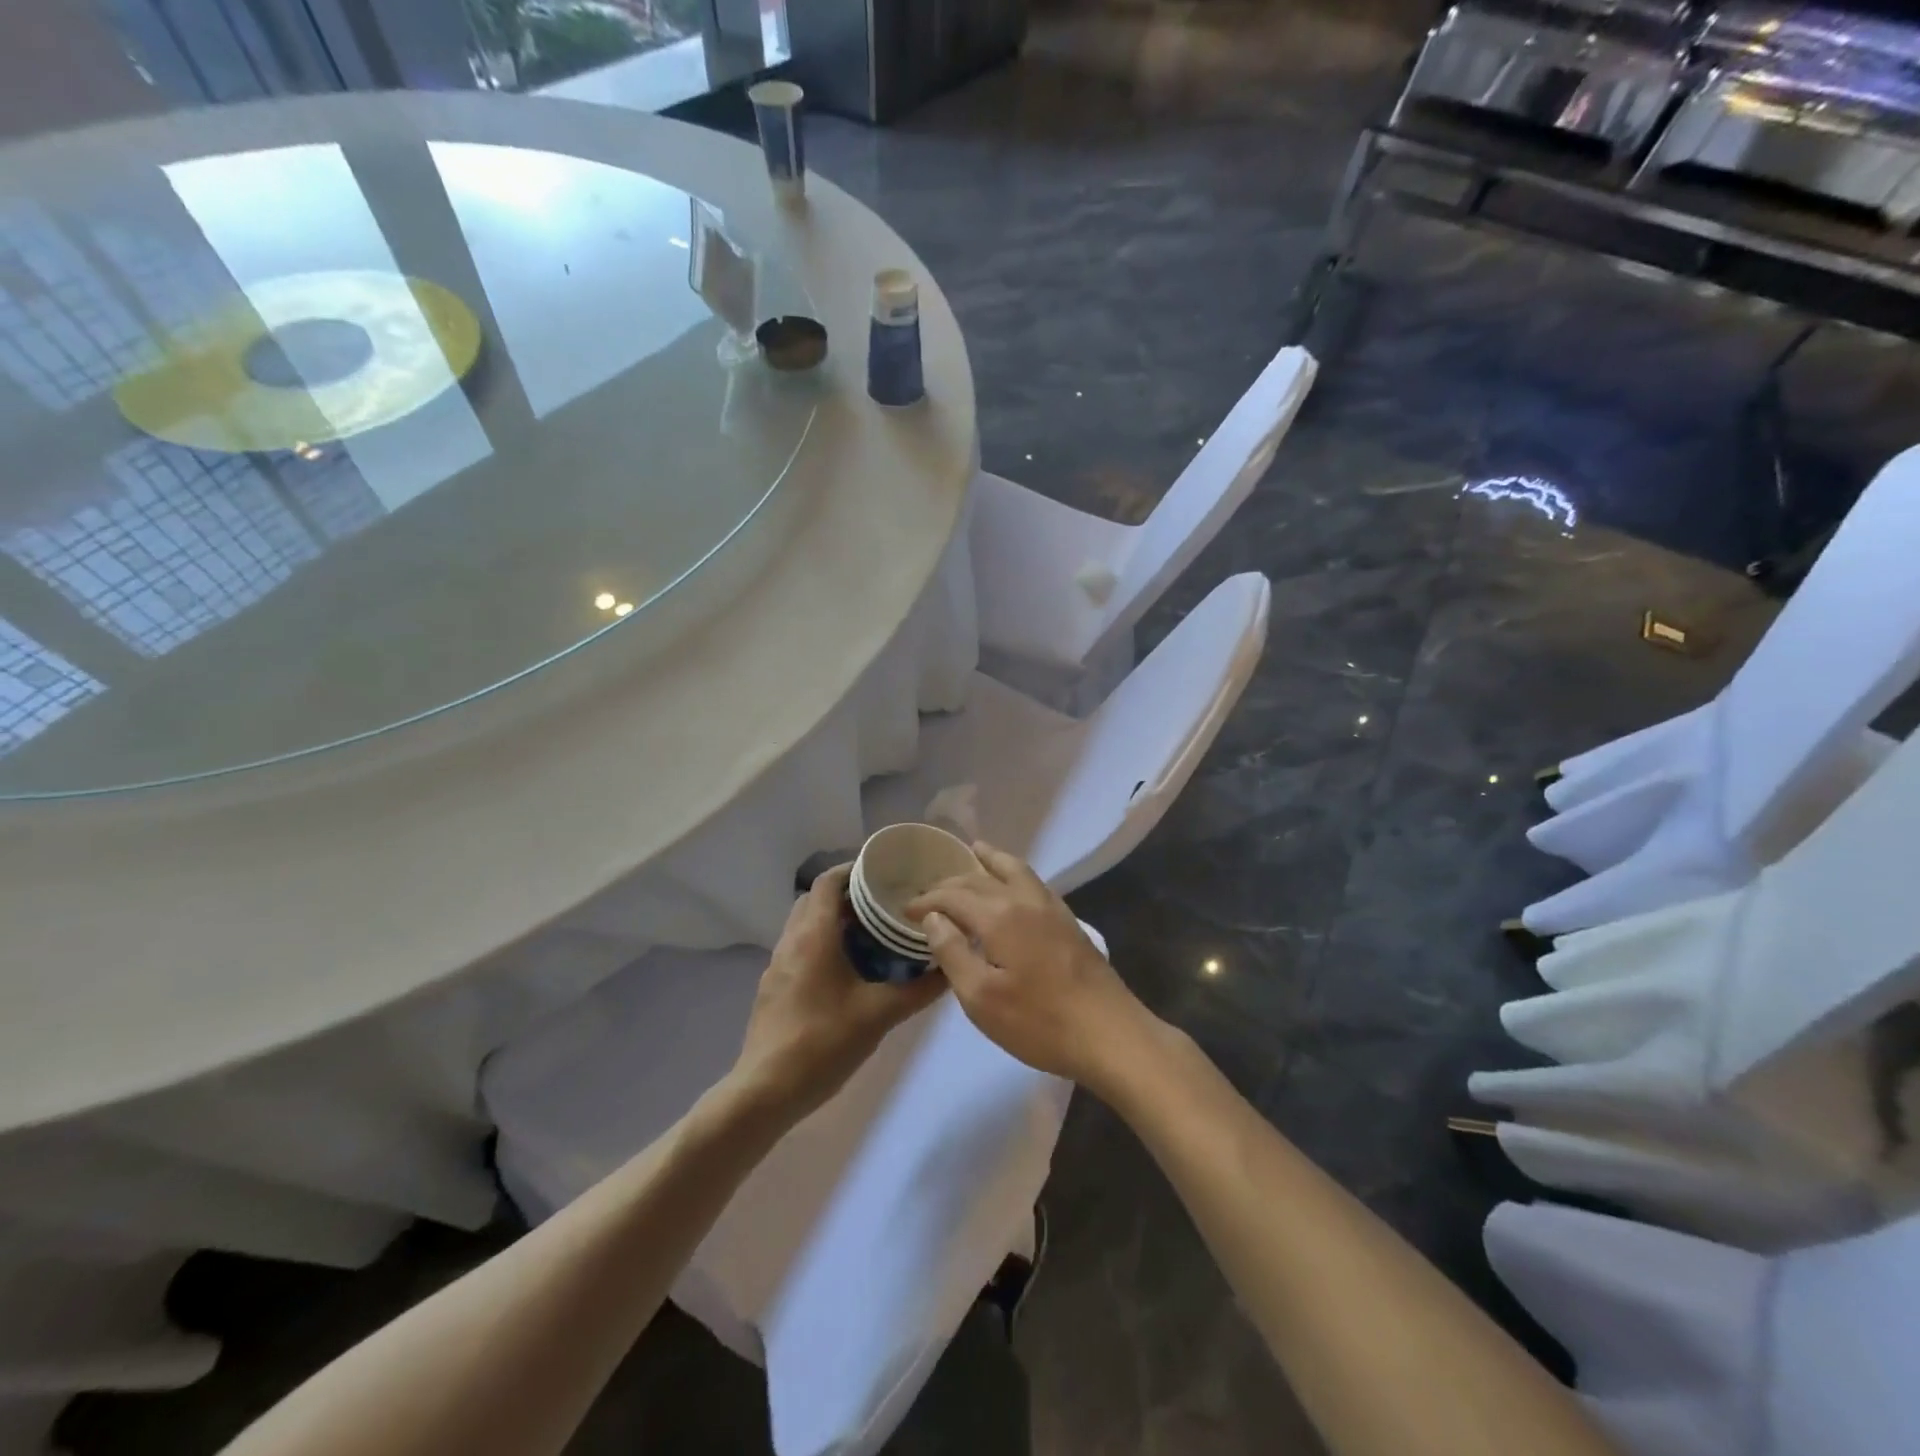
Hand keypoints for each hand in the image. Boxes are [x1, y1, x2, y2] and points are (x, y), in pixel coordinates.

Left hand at [730, 864, 946, 1122]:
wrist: (765, 1091)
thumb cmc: (823, 1042)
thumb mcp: (880, 1015)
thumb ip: (919, 990)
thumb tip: (952, 967)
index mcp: (814, 935)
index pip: (828, 881)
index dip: (854, 869)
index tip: (885, 873)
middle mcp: (791, 941)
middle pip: (816, 899)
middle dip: (848, 894)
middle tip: (884, 903)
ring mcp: (778, 965)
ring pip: (806, 924)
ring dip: (834, 920)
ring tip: (872, 933)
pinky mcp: (774, 987)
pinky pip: (800, 948)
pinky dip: (823, 943)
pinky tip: (848, 969)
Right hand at [908, 843, 1155, 1089]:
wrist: (1109, 1033)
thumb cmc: (1039, 1022)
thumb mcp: (981, 998)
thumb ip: (953, 952)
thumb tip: (933, 918)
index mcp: (999, 916)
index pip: (953, 896)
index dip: (926, 901)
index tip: (904, 910)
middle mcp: (1024, 900)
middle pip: (980, 879)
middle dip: (951, 882)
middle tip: (929, 892)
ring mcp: (1051, 907)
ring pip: (1014, 869)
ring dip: (989, 861)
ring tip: (975, 851)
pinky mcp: (1068, 921)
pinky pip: (1033, 881)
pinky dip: (1014, 871)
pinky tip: (1013, 883)